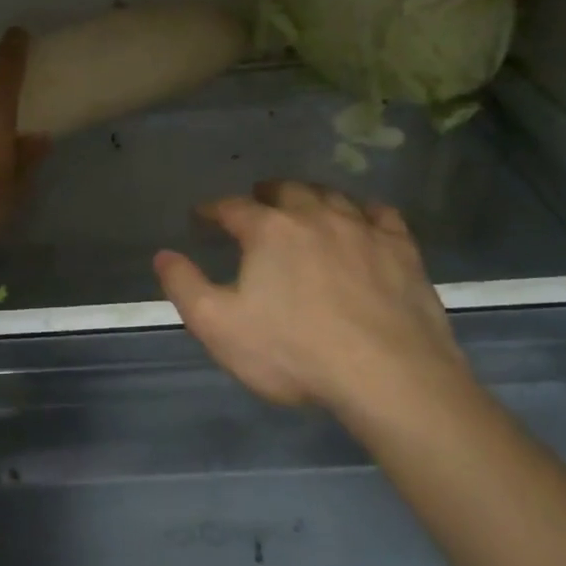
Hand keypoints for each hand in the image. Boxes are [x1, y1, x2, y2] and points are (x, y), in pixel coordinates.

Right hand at [153, 181, 473, 420]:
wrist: (388, 375)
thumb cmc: (294, 351)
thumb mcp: (219, 326)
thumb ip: (185, 286)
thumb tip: (163, 255)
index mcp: (269, 230)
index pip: (231, 207)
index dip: (212, 210)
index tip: (202, 216)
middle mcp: (315, 216)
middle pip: (286, 191)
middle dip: (266, 193)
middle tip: (257, 200)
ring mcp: (363, 229)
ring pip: (332, 196)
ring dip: (312, 196)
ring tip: (305, 205)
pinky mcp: (402, 249)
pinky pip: (381, 214)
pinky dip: (364, 212)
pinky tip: (363, 220)